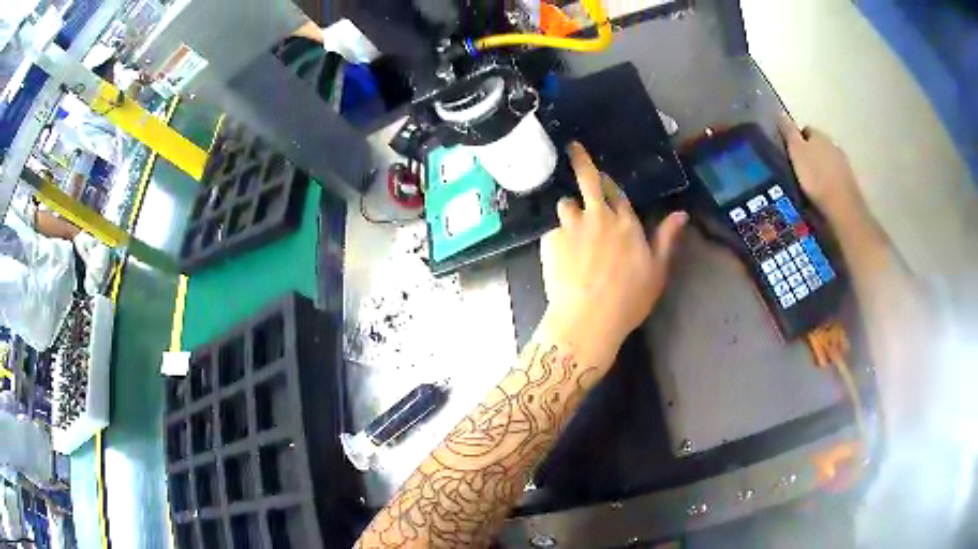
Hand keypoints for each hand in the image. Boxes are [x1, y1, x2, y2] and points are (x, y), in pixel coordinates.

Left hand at [540, 142, 687, 345]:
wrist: (588, 318)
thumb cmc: (629, 299)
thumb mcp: (657, 271)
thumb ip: (667, 239)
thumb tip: (681, 213)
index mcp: (626, 223)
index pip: (617, 193)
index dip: (609, 184)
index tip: (603, 179)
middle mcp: (598, 217)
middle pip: (588, 180)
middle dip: (581, 160)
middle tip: (574, 148)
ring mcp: (572, 226)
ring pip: (565, 204)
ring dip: (569, 210)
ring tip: (571, 229)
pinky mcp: (551, 240)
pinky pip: (552, 231)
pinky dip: (556, 238)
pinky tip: (560, 258)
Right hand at [779, 116, 867, 222]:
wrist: (842, 208)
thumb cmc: (816, 177)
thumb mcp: (796, 152)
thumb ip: (788, 132)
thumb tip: (779, 112)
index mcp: (819, 135)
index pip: (804, 130)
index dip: (795, 139)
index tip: (789, 153)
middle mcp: (833, 145)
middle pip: (817, 146)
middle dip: (809, 155)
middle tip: (797, 171)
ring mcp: (843, 165)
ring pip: (827, 162)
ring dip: (819, 170)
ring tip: (809, 186)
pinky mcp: (848, 184)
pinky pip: (834, 178)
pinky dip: (828, 183)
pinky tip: (822, 195)